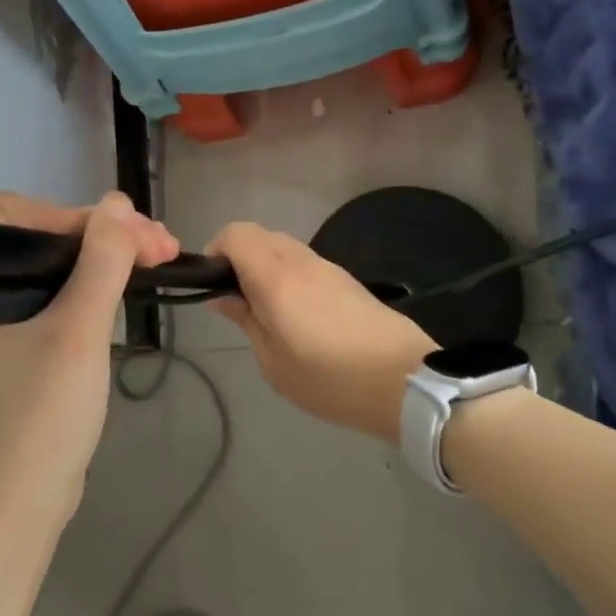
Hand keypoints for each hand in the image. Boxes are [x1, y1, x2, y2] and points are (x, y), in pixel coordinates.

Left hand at [0, 192, 177, 532]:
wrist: (23, 507)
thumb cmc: (40, 418)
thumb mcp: (77, 334)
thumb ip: (101, 262)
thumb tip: (119, 202)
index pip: (10, 216)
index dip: (66, 214)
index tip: (120, 233)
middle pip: (41, 237)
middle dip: (103, 235)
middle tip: (161, 244)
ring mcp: (2, 321)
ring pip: (58, 265)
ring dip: (109, 256)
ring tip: (163, 255)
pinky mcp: (24, 342)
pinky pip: (62, 293)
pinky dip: (99, 284)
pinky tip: (135, 281)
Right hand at [206, 222, 436, 443]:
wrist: (404, 381)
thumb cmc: (329, 378)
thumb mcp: (273, 362)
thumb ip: (245, 320)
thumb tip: (221, 296)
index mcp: (275, 277)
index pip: (235, 234)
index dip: (216, 250)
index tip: (212, 284)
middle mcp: (299, 260)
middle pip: (258, 235)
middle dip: (238, 257)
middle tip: (236, 300)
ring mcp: (326, 266)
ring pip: (282, 246)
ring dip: (264, 265)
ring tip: (266, 311)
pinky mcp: (345, 278)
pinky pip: (303, 261)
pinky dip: (287, 274)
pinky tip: (296, 314)